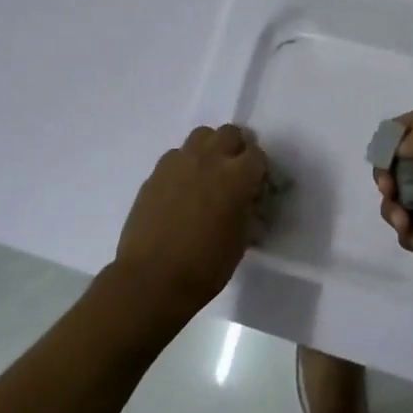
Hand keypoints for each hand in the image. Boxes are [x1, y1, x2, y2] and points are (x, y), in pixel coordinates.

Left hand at [110, 124, 268, 320]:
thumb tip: (248, 203)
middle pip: (229, 133)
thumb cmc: (205, 266)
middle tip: (234, 172)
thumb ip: (248, 211)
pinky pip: (176, 155)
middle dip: (236, 148)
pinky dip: (184, 164)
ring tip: (208, 173)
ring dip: (210, 149)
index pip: (257, 155)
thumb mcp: (241, 241)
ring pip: (201, 136)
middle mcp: (209, 160)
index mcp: (237, 176)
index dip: (259, 169)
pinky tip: (182, 188)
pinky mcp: (155, 173)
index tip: (256, 186)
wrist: (152, 279)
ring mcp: (178, 163)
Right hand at [374, 111, 412, 318]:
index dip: (394, 138)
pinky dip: (409, 232)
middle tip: (390, 193)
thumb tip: (401, 149)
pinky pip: (411, 222)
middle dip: (391, 177)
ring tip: (408, 226)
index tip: (384, 161)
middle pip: (405, 159)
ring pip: (404, 194)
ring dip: (397, 210)